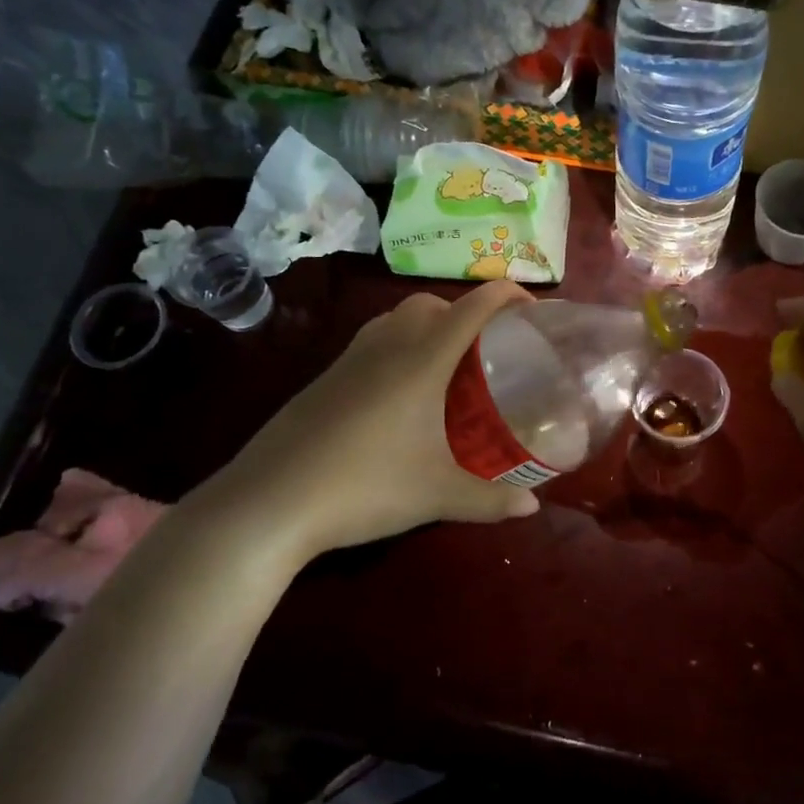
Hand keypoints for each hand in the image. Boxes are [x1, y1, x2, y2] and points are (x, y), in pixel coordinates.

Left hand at [187, 282, 541, 561]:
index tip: (532, 307)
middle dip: (464, 311)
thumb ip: (490, 501)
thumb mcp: (437, 496)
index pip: (471, 308)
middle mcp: (385, 347)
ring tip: (446, 366)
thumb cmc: (365, 487)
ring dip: (427, 325)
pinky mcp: (324, 380)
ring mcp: (348, 361)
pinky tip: (400, 395)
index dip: (505, 295)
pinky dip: (397, 346)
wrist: (271, 501)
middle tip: (487, 348)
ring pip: (395, 319)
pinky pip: (371, 343)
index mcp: (421, 360)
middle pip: (430, 304)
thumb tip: (533, 508)